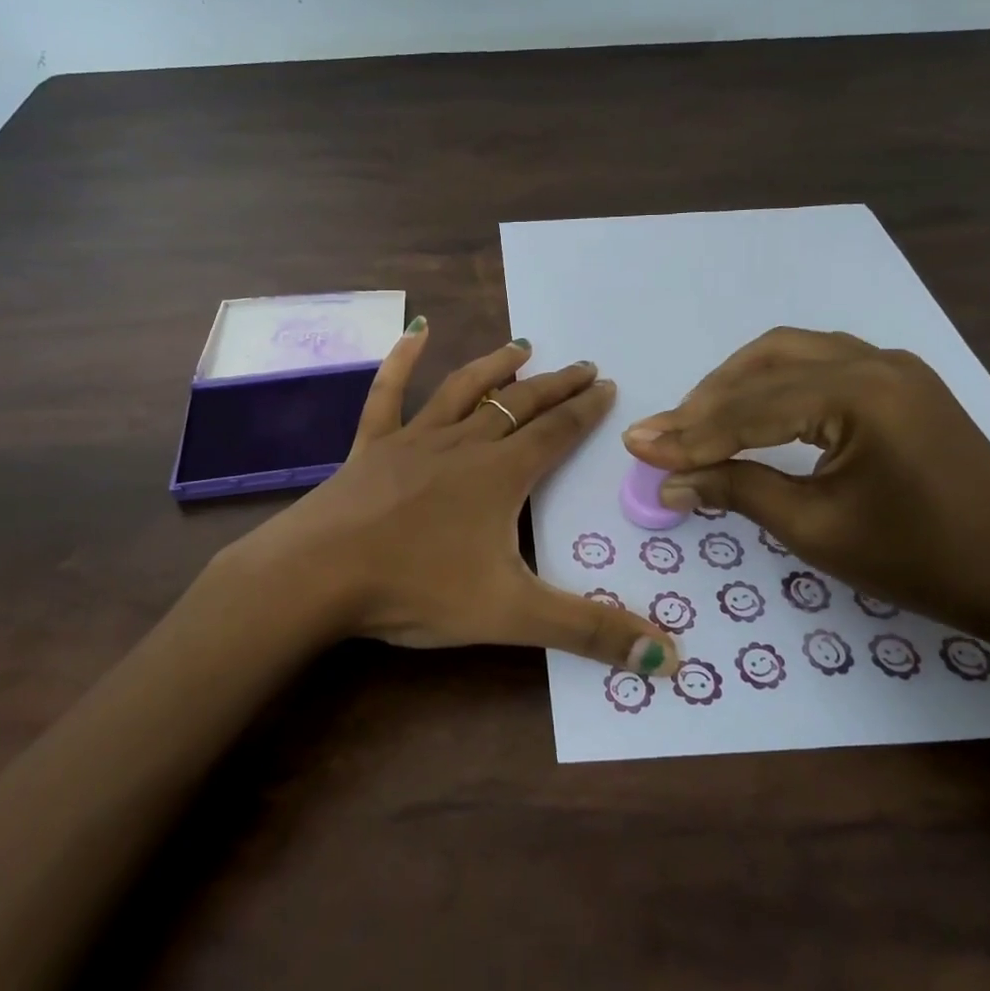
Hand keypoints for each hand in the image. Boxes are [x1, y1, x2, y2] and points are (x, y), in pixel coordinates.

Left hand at [223, 321, 680, 676]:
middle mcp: (463, 445)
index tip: (607, 384)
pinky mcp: (372, 445)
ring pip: (465, 390)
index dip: (586, 409)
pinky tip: (416, 331)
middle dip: (555, 385)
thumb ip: (589, 632)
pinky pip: (389, 393)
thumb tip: (669, 659)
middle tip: (582, 366)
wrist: (321, 573)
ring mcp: (414, 439)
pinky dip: (403, 360)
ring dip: (496, 366)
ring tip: (522, 346)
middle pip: (519, 405)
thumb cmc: (417, 588)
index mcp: (501, 475)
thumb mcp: (512, 615)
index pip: (557, 433)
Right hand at [621, 328, 989, 639]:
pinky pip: (818, 363)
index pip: (750, 409)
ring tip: (698, 421)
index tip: (637, 447)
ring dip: (737, 384)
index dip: (689, 434)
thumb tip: (667, 484)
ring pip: (789, 354)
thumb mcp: (816, 528)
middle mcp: (874, 361)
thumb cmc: (921, 560)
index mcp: (859, 394)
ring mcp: (892, 366)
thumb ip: (736, 491)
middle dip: (707, 401)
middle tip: (665, 437)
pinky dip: (773, 383)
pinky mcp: (899, 381)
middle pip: (763, 365)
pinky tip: (752, 410)